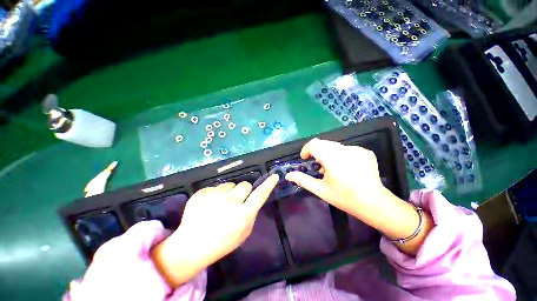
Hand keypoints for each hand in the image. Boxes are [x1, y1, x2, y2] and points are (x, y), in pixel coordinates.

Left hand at [151, 175, 278, 287]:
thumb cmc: (222, 242)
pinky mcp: (201, 193)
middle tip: (237, 200)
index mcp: (242, 216)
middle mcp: (230, 203)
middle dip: (244, 191)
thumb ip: (251, 214)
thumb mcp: (244, 233)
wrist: (191, 246)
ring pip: (230, 184)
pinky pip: (216, 187)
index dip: (268, 185)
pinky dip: (215, 194)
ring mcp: (214, 196)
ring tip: (219, 204)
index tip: (274, 176)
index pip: (260, 195)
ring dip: (229, 192)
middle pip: (245, 185)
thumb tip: (252, 198)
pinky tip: (208, 206)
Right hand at [285, 138, 432, 254]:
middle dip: (317, 153)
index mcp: (332, 158)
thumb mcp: (320, 189)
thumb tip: (288, 175)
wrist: (374, 203)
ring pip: (335, 146)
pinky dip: (341, 155)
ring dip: (328, 154)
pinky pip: (346, 149)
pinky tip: (345, 168)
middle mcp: (345, 150)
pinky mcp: (365, 152)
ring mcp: (357, 149)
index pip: (314, 144)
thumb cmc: (344, 197)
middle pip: (324, 144)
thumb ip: (302, 180)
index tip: (305, 159)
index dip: (306, 149)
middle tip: (319, 167)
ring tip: (332, 169)